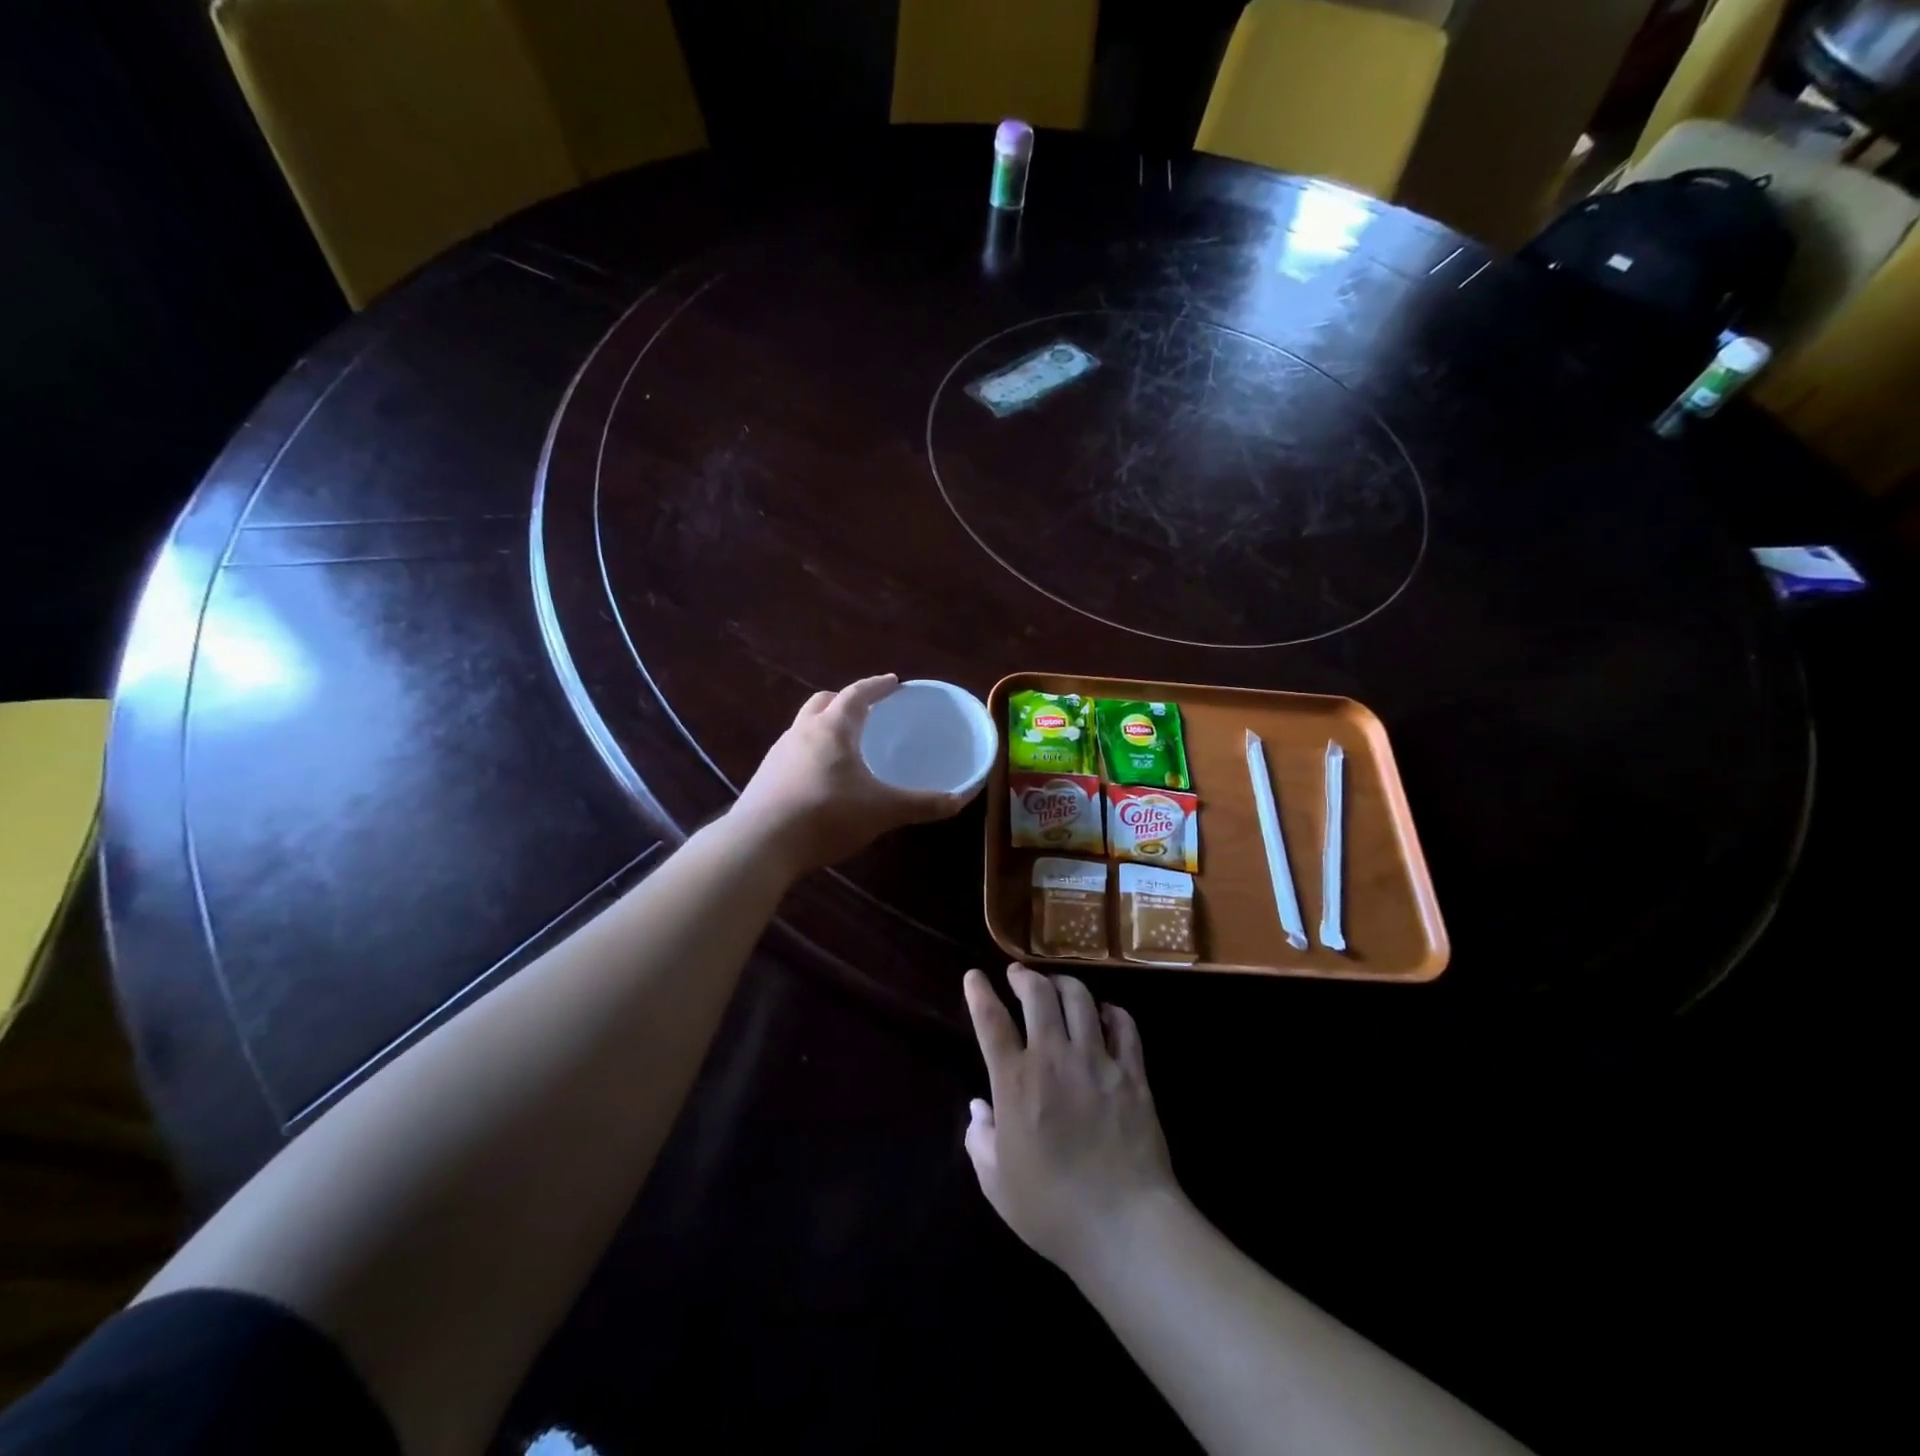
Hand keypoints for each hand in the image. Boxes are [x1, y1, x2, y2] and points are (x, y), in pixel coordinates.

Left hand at [732, 674, 967, 877]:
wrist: (760, 844)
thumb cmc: (826, 815)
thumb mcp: (882, 810)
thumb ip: (920, 804)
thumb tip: (957, 801)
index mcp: (833, 728)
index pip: (857, 694)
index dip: (877, 686)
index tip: (893, 682)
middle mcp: (802, 732)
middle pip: (823, 702)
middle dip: (845, 701)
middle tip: (866, 710)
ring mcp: (778, 754)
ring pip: (804, 727)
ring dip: (824, 727)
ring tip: (844, 745)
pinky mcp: (765, 778)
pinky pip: (792, 754)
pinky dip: (810, 754)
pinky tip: (820, 779)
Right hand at [963, 965, 1179, 1279]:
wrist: (1125, 1225)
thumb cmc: (1052, 1210)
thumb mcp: (997, 1183)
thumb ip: (980, 1139)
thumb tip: (979, 1107)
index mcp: (1015, 1082)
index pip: (991, 1021)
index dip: (979, 993)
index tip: (974, 976)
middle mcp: (1054, 1058)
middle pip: (1038, 995)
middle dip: (1024, 976)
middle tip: (1018, 973)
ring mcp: (1096, 1060)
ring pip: (1080, 999)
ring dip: (1064, 984)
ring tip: (1057, 985)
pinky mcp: (1132, 1073)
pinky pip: (1124, 1026)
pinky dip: (1112, 1012)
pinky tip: (1105, 1014)